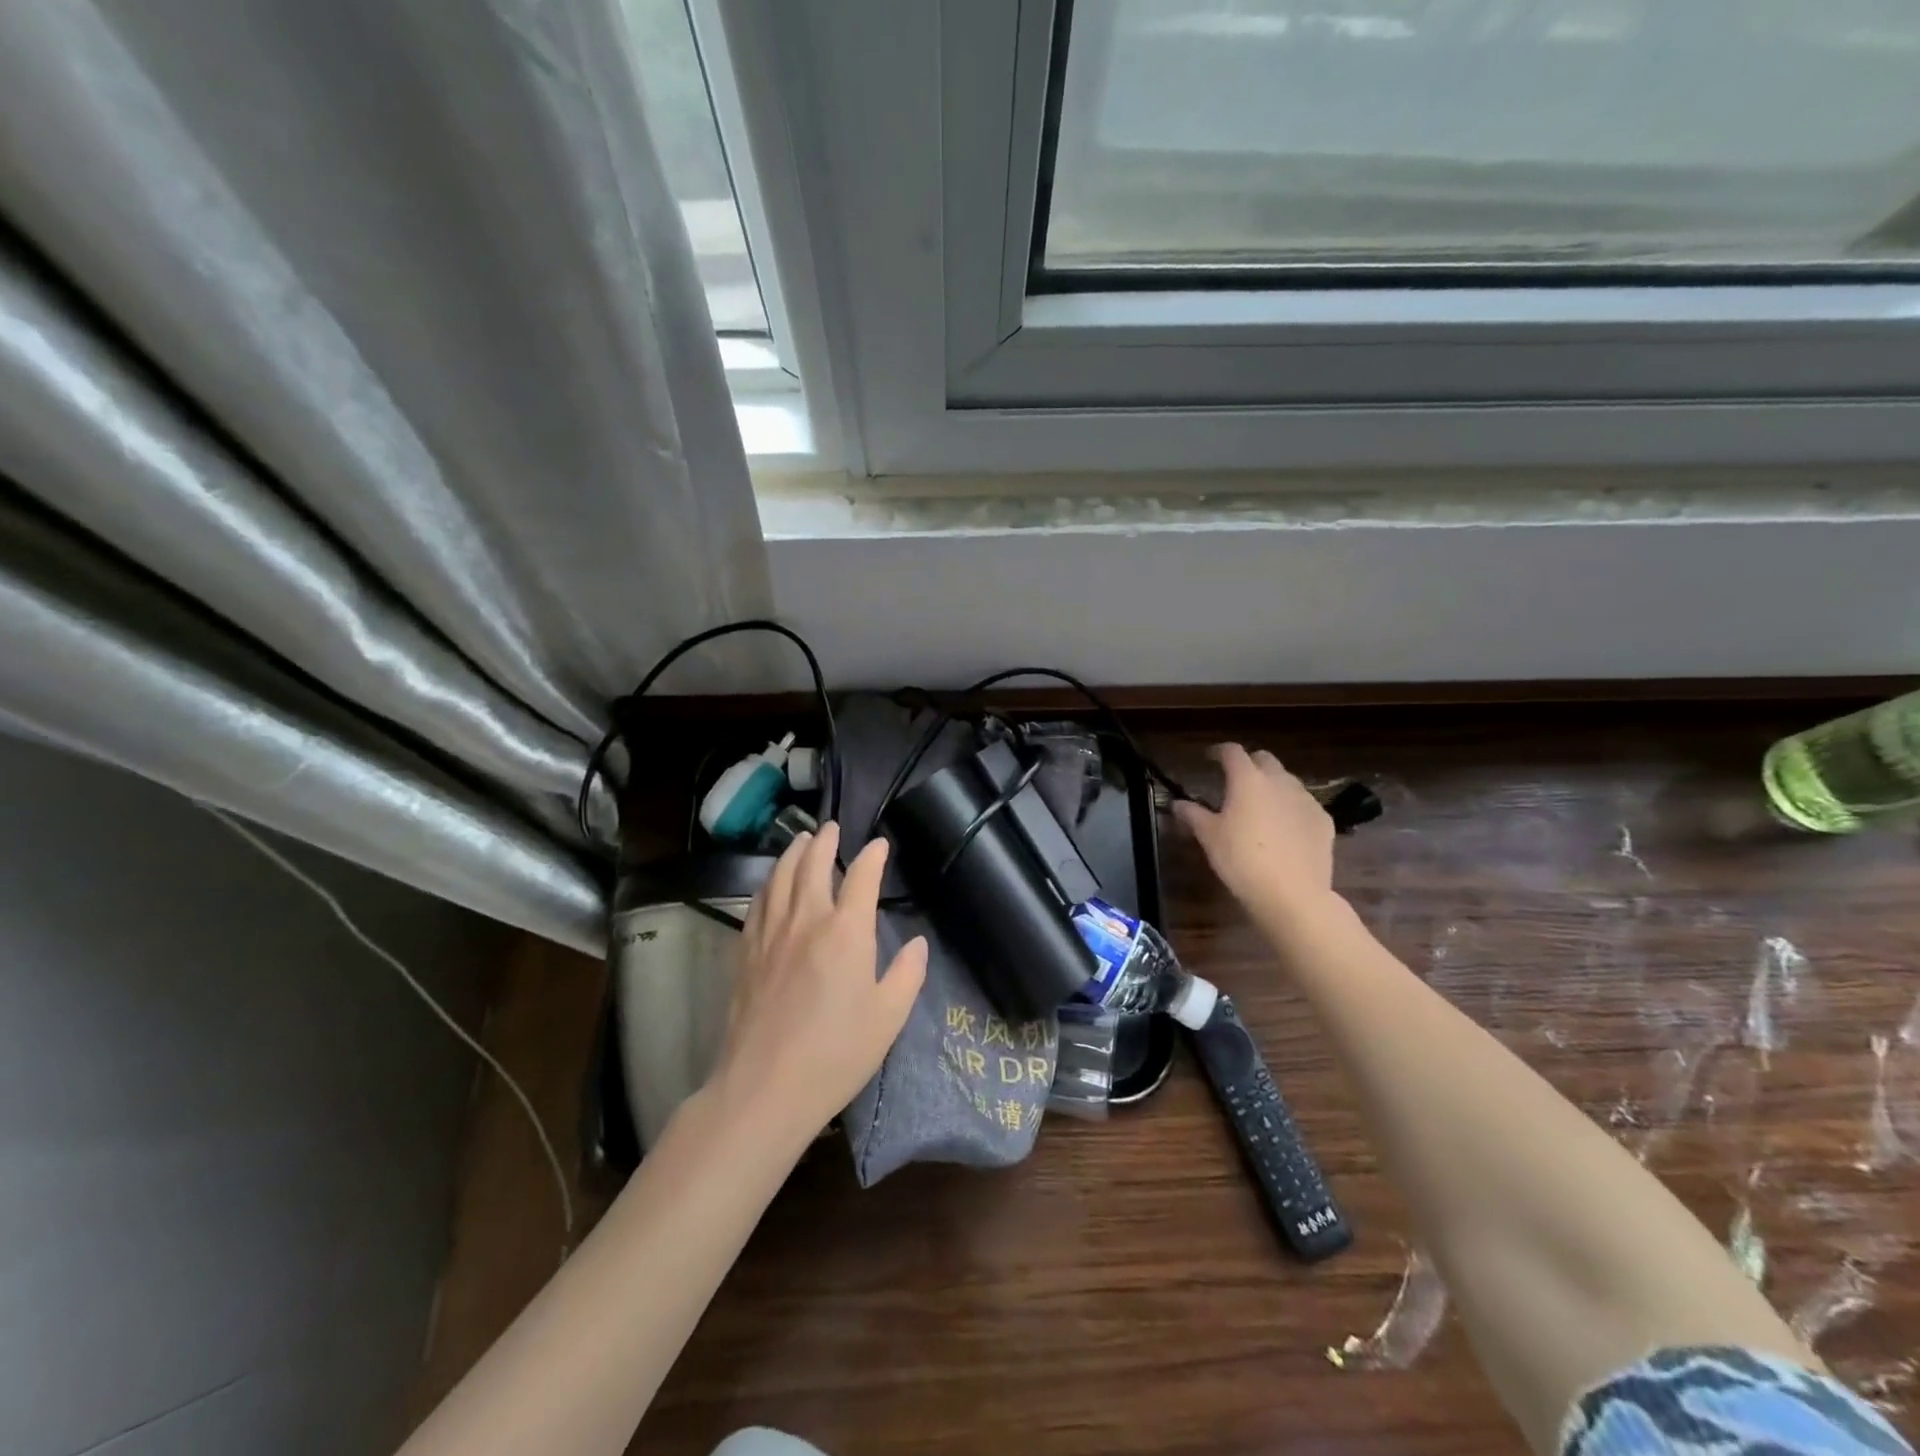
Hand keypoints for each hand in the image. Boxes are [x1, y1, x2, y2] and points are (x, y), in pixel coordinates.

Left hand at [712, 822, 927, 1137]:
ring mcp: (770, 934)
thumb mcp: (889, 1017)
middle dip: (824, 841)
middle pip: (812, 865)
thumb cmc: (836, 1053)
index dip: (872, 856)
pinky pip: (757, 903)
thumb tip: (917, 942)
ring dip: (792, 853)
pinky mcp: (745, 952)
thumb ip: (907, 974)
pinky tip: (769, 883)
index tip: (879, 845)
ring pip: (779, 877)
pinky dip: (767, 883)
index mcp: (846, 931)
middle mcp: (806, 920)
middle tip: (831, 827)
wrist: (765, 1087)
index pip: (861, 877)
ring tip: (800, 840)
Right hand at [1174, 744, 1338, 925]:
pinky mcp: (1324, 821)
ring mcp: (1306, 799)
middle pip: (1264, 759)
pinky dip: (1291, 808)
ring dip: (1272, 785)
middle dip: (1250, 764)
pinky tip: (1284, 829)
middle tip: (1236, 781)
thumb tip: (1178, 803)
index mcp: (1247, 780)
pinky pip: (1304, 804)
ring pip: (1287, 781)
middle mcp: (1279, 781)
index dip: (1219, 751)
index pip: (1232, 752)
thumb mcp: (1209, 837)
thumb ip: (1193, 814)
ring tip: (1260, 806)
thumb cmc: (1241, 860)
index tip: (1209, 758)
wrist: (1292, 894)